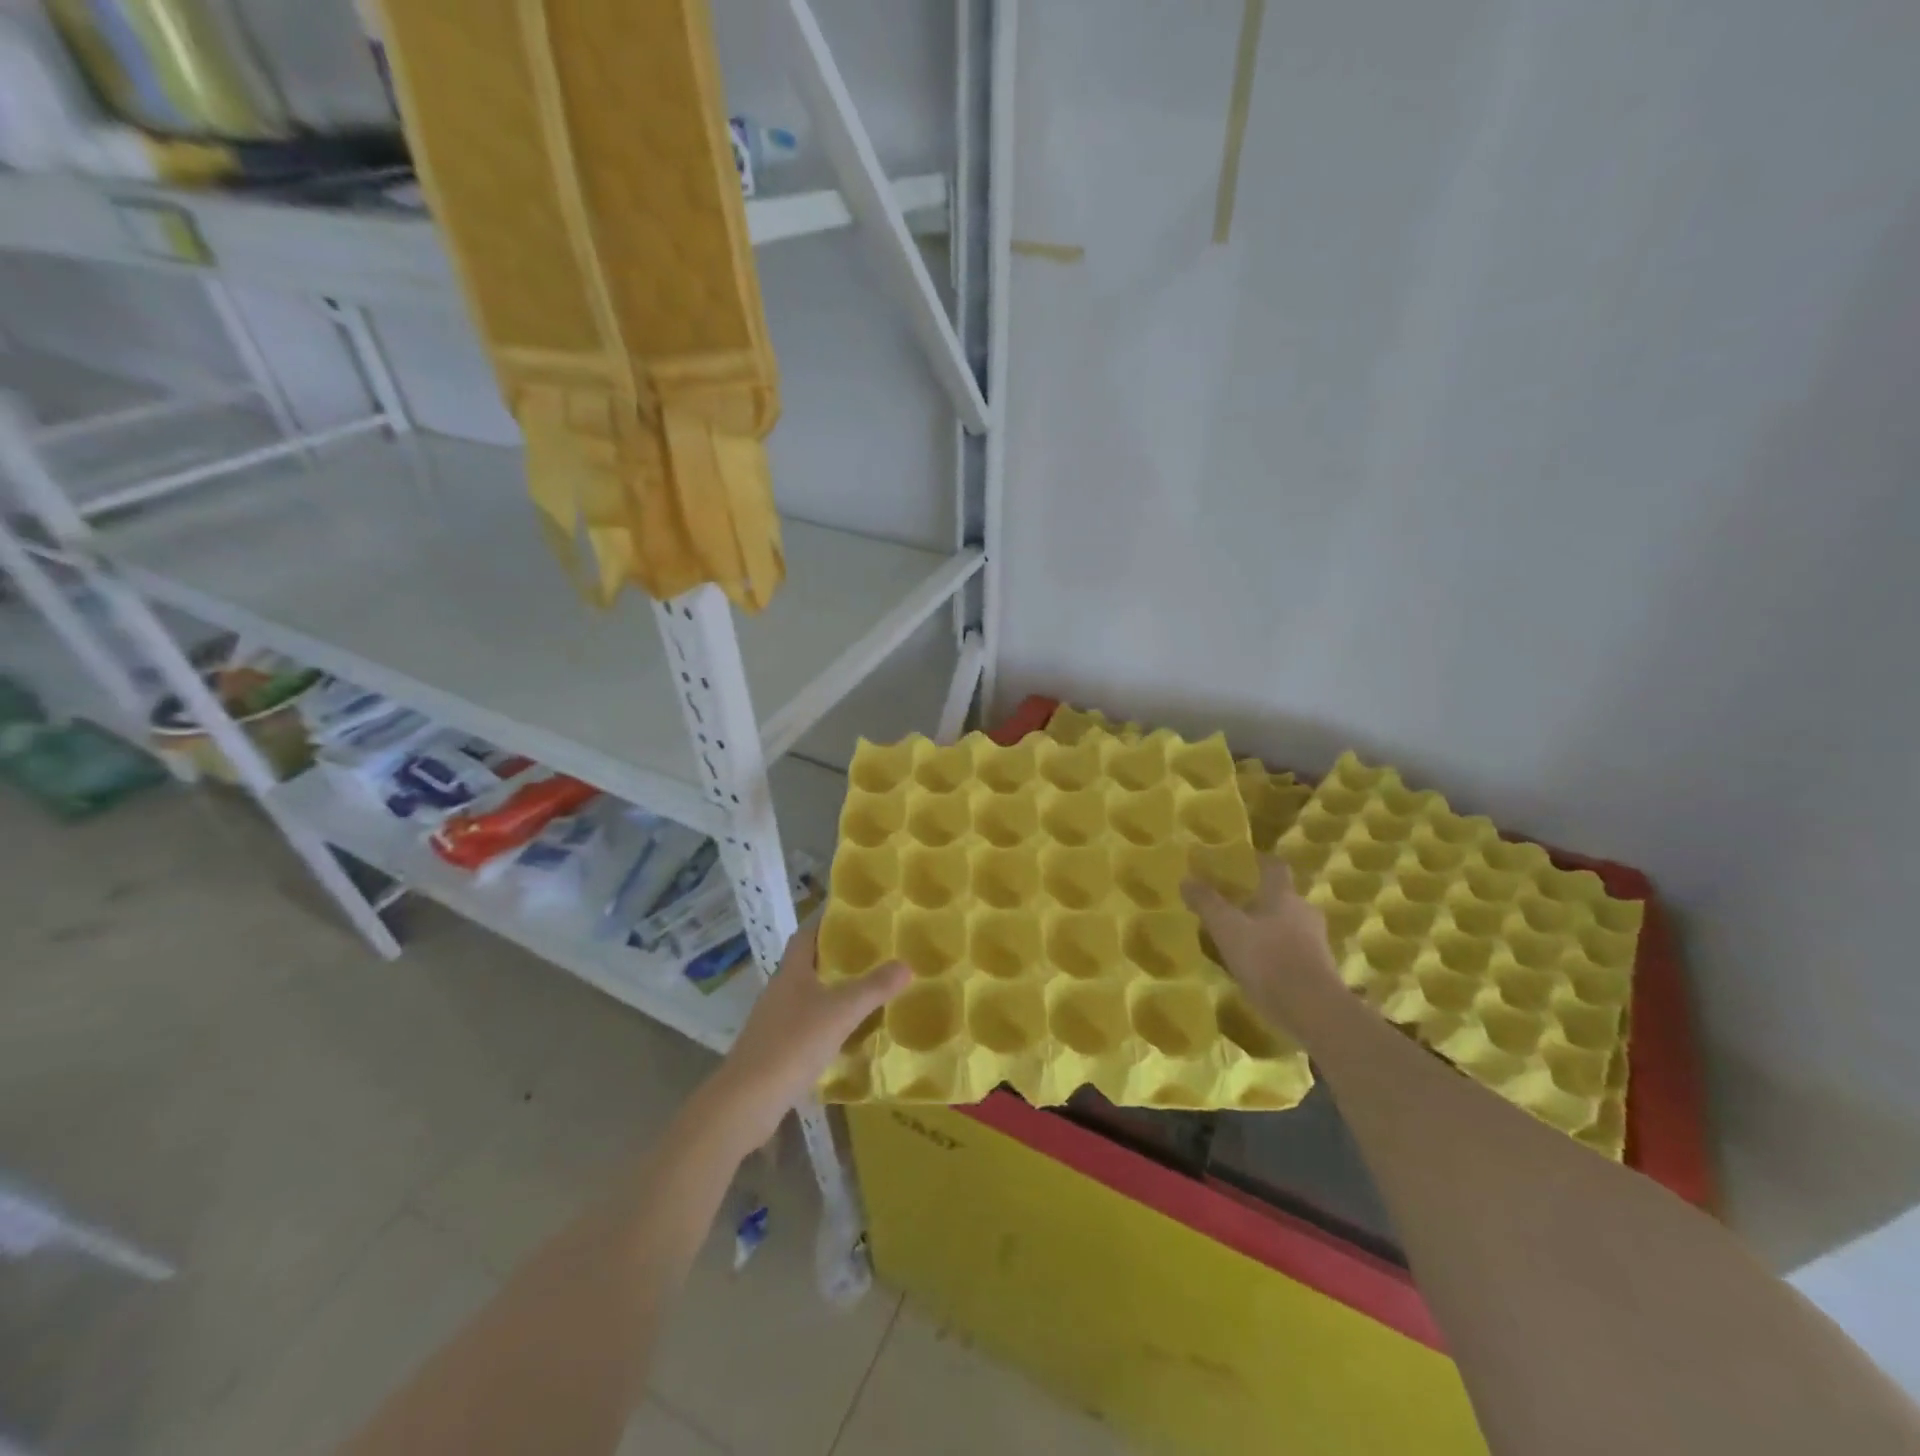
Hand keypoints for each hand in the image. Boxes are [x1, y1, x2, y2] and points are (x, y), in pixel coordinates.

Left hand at [704, 922, 909, 1151]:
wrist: (747, 1101)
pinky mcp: (775, 1049)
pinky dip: (828, 1023)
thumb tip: (906, 964)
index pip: (806, 935)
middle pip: (808, 964)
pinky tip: (849, 1034)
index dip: (826, 922)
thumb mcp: (840, 1013)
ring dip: (833, 991)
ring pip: (809, 995)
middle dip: (837, 957)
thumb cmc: (792, 1045)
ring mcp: (775, 1021)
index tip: (854, 915)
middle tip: (873, 952)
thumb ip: (873, 988)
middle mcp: (780, 990)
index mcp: (791, 972)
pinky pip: (807, 1025)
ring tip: (868, 990)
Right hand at [1183, 858, 1343, 1032]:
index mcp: (1283, 895)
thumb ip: (1207, 903)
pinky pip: (1295, 952)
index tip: (1244, 862)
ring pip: (1290, 925)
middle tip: (1237, 905)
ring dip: (1271, 928)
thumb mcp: (1227, 929)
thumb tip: (1186, 878)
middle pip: (1283, 897)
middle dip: (1262, 899)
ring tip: (1245, 939)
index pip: (1275, 866)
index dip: (1260, 861)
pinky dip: (1279, 954)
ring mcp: (1316, 942)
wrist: (1313, 1010)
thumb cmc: (1267, 959)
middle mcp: (1304, 912)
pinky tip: (1261, 968)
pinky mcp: (1320, 970)